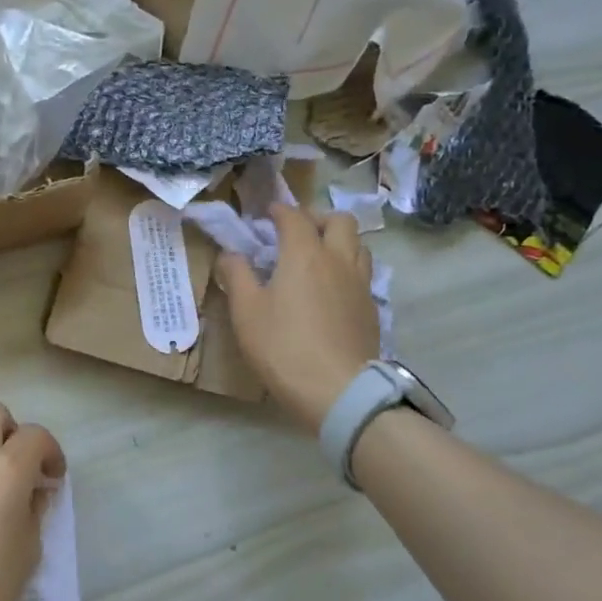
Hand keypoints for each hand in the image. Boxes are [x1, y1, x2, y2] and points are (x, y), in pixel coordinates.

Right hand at [216, 205, 378, 433]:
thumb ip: (237, 276)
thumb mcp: (246, 311)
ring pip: (358, 245)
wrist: (337, 389)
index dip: (279, 211)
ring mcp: (360, 283)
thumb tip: (230, 254)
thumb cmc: (283, 346)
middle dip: (317, 218)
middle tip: (297, 232)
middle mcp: (338, 259)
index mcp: (304, 254)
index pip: (294, 217)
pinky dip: (347, 268)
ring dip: (338, 241)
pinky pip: (363, 273)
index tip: (267, 214)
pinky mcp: (371, 308)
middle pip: (339, 220)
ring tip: (317, 257)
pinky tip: (331, 289)